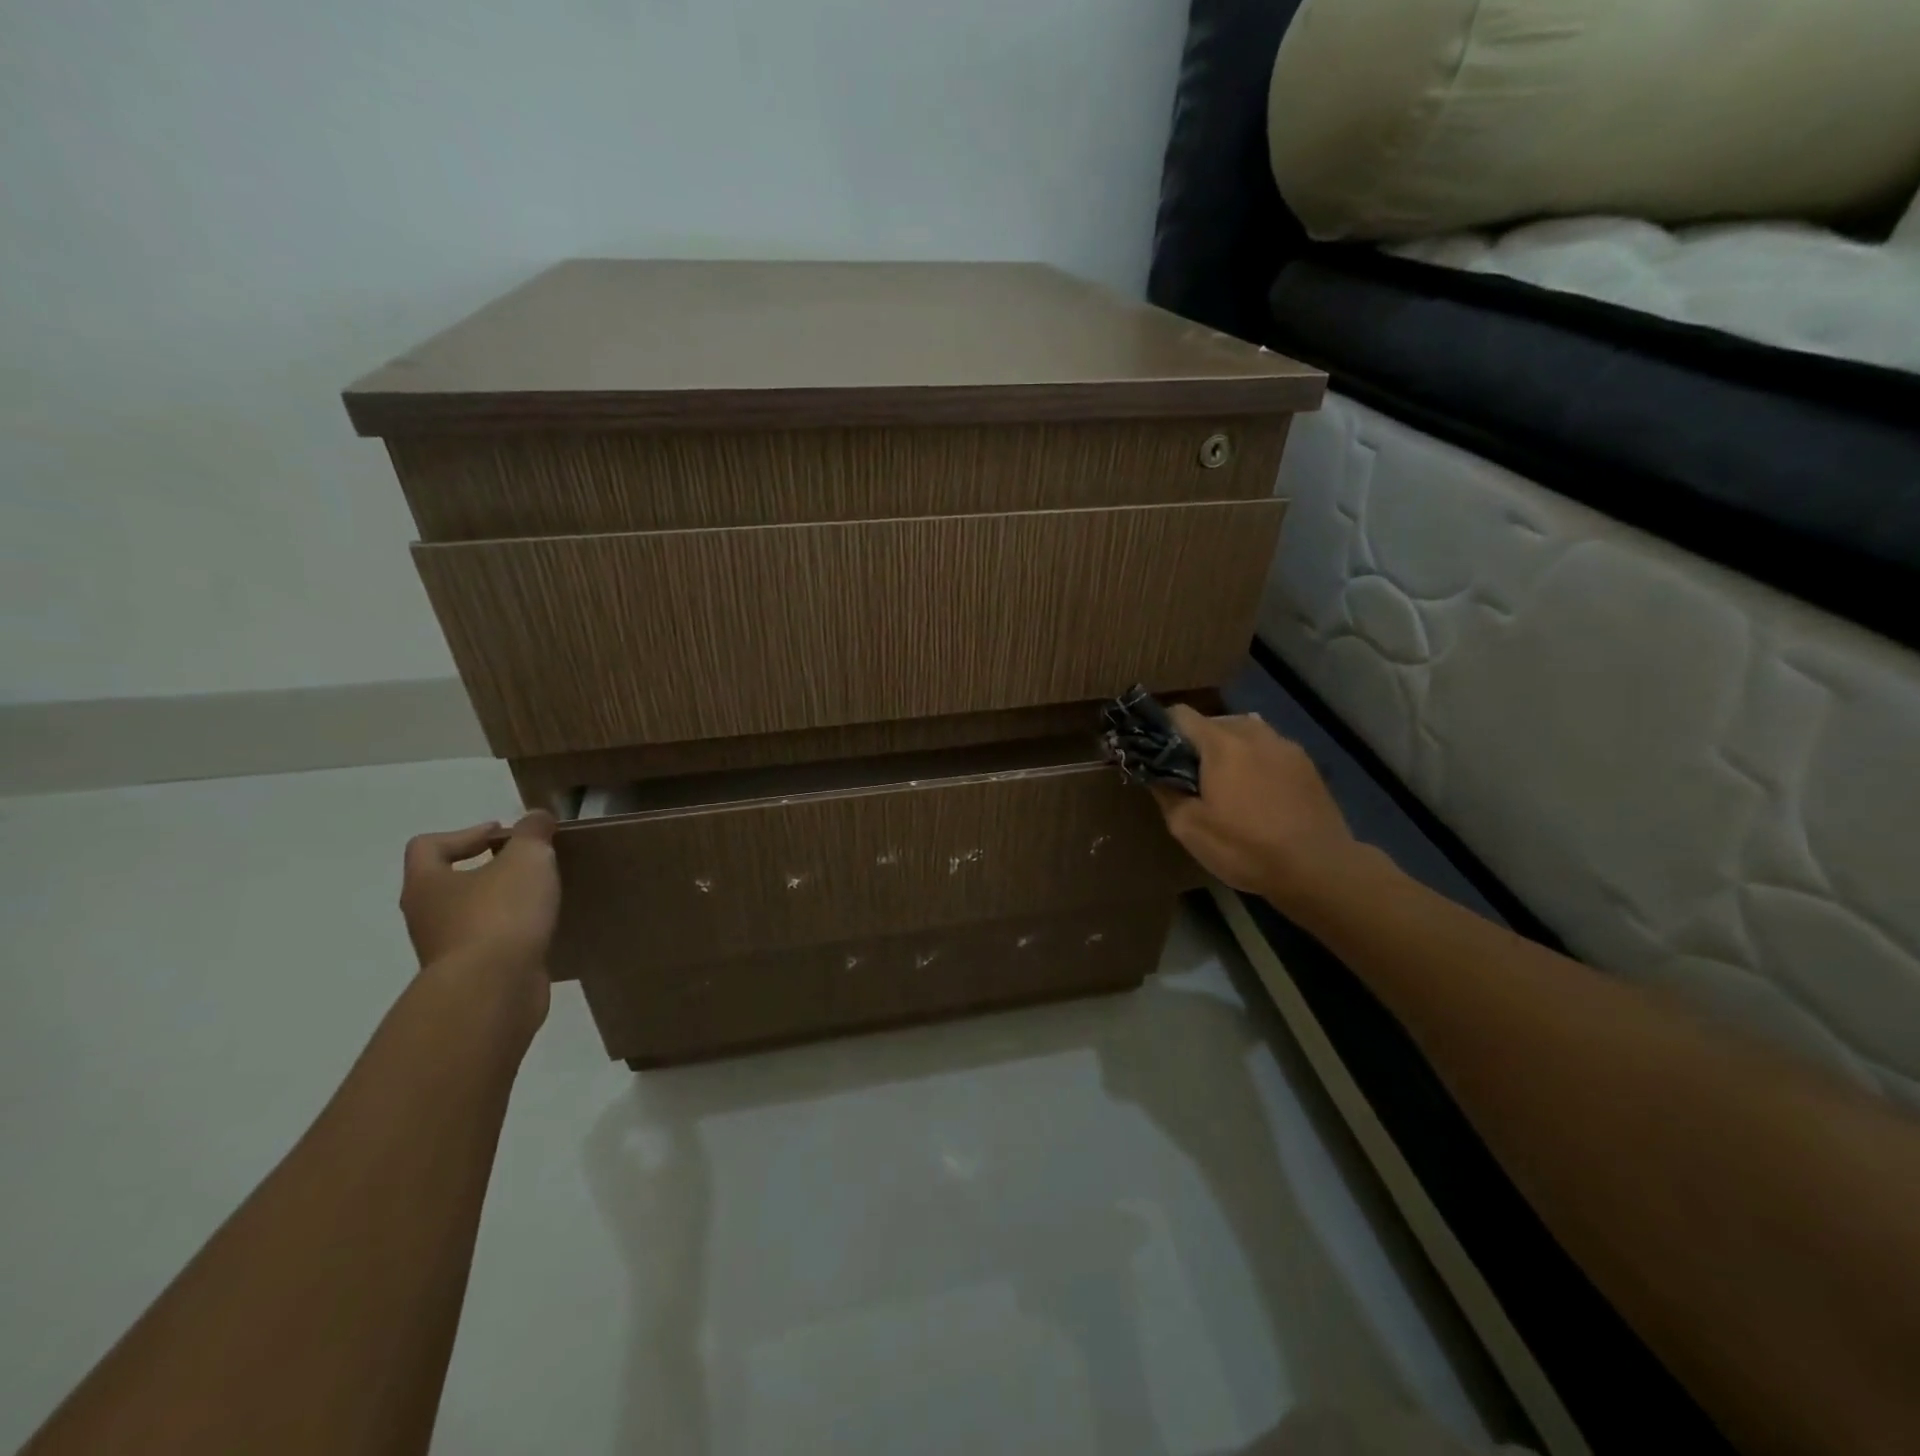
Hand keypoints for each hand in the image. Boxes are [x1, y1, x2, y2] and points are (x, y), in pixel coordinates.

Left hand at [400, 812, 559, 1013]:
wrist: (494, 989)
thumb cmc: (501, 913)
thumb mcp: (526, 859)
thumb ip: (532, 833)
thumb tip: (535, 816)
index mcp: (426, 883)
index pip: (428, 846)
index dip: (465, 833)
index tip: (503, 835)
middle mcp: (426, 916)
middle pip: (448, 882)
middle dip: (486, 870)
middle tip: (525, 864)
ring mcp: (445, 951)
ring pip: (470, 916)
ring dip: (500, 905)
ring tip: (540, 898)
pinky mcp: (471, 977)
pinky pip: (490, 945)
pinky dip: (512, 935)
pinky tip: (541, 930)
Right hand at [1152, 706, 1359, 909]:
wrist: (1318, 869)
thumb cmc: (1245, 847)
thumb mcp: (1189, 828)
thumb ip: (1166, 793)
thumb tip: (1155, 774)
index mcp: (1221, 744)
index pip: (1180, 714)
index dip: (1161, 729)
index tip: (1155, 753)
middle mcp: (1254, 734)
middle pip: (1214, 721)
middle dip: (1196, 742)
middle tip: (1189, 775)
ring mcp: (1286, 746)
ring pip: (1245, 733)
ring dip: (1228, 749)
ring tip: (1225, 782)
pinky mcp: (1307, 764)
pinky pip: (1270, 750)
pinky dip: (1255, 760)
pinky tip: (1256, 793)